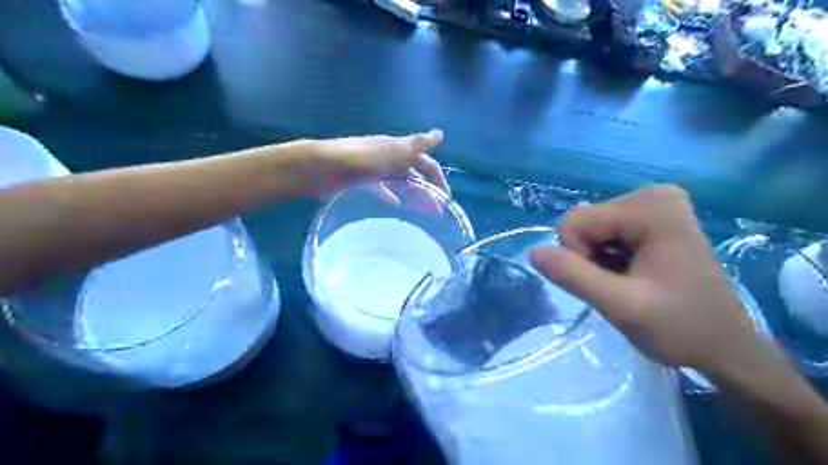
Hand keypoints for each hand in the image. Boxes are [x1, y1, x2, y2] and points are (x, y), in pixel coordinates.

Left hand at [304, 128, 449, 198]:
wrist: (320, 168)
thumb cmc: (358, 160)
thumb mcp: (391, 152)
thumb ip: (415, 146)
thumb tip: (440, 133)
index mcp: (398, 149)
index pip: (426, 162)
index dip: (437, 178)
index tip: (445, 199)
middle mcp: (388, 156)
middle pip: (414, 173)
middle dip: (427, 189)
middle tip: (436, 211)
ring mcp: (374, 169)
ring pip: (399, 181)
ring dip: (412, 193)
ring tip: (421, 211)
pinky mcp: (361, 180)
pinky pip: (381, 188)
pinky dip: (390, 195)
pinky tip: (395, 205)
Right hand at [526, 186, 772, 377]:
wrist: (725, 347)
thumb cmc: (681, 328)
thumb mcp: (622, 306)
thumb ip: (575, 277)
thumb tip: (532, 251)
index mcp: (650, 207)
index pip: (575, 223)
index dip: (578, 258)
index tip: (609, 283)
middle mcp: (652, 195)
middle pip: (583, 222)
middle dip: (589, 257)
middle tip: (621, 285)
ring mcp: (653, 203)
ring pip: (589, 228)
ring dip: (598, 259)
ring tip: (629, 282)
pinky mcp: (652, 216)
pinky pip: (604, 232)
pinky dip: (608, 257)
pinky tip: (633, 274)